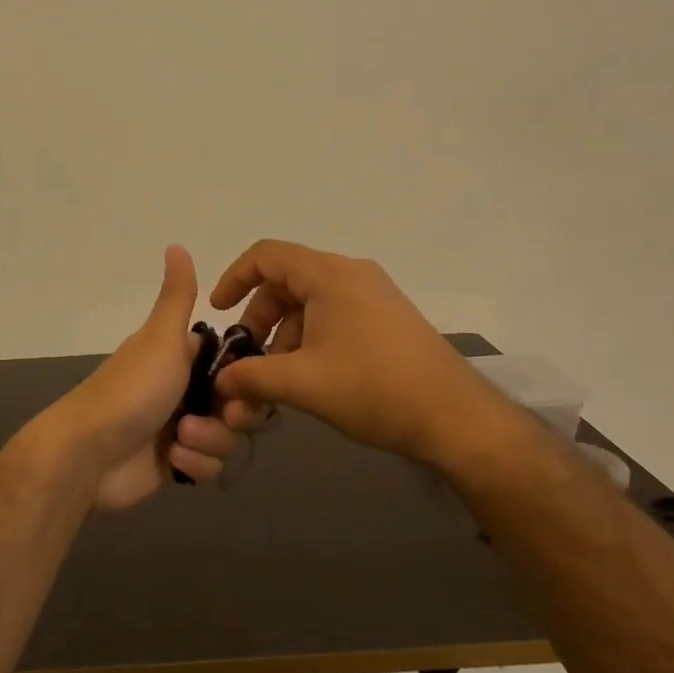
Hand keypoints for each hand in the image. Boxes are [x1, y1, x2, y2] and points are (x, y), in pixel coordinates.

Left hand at [49, 245, 246, 512]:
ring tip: (180, 439)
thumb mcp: (161, 337)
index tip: (248, 381)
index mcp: (183, 357)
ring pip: (227, 437)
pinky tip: (173, 460)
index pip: (236, 363)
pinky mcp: (176, 464)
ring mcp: (181, 429)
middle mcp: (185, 390)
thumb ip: (177, 296)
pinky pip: (208, 466)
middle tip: (223, 415)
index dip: (249, 374)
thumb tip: (176, 245)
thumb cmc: (131, 389)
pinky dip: (195, 464)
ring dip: (209, 440)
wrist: (89, 454)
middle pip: (239, 403)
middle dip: (234, 414)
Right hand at [209, 240, 495, 465]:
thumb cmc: (373, 389)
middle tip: (247, 364)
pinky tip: (308, 383)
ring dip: (284, 341)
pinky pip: (334, 319)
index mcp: (329, 275)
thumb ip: (252, 378)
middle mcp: (351, 275)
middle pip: (286, 284)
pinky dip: (310, 344)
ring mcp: (373, 296)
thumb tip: (219, 383)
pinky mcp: (386, 320)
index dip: (234, 279)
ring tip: (276, 387)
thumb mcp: (303, 383)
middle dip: (259, 324)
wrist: (454, 417)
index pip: (266, 255)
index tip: (219, 314)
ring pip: (309, 307)